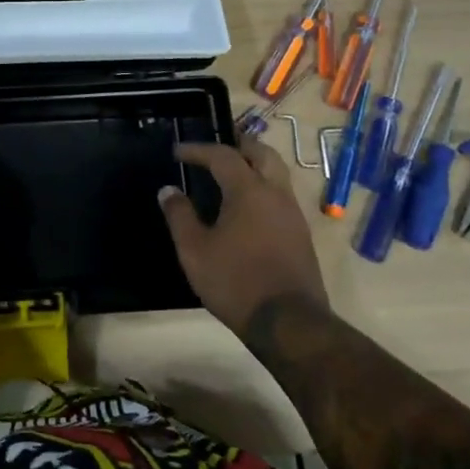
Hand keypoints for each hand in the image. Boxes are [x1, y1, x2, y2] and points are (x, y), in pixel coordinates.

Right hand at [158, 135, 327, 329]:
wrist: (289, 323)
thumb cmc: (235, 281)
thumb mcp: (194, 250)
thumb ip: (179, 216)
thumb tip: (168, 190)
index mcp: (249, 191)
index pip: (223, 156)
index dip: (198, 150)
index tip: (178, 152)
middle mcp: (276, 194)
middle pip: (263, 154)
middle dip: (239, 145)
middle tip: (217, 148)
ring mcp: (293, 215)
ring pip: (277, 174)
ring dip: (255, 165)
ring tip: (231, 174)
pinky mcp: (301, 235)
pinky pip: (281, 196)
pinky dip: (263, 188)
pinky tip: (247, 207)